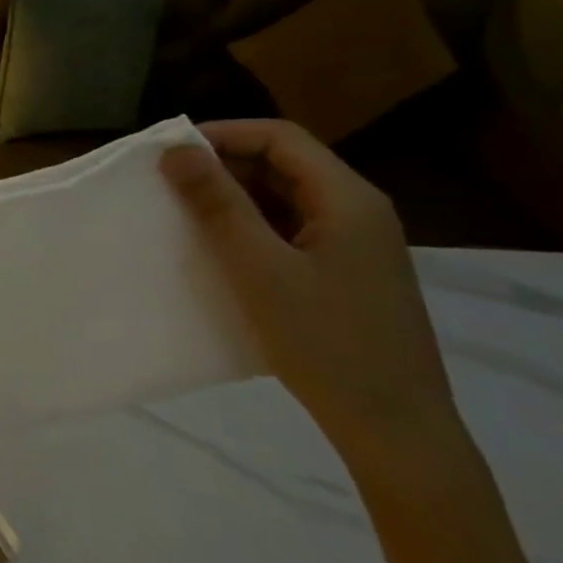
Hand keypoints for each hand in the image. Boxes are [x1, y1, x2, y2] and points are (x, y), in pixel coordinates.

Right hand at [160, 119, 465, 472]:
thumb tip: (177, 150)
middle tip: (168, 184)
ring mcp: (356, 244)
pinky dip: (251, 228)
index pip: (280, 137)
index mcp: (348, 199)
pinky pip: (291, 230)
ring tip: (184, 214)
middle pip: (284, 164)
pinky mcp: (346, 273)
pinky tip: (220, 250)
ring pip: (285, 198)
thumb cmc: (325, 341)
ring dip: (234, 198)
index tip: (169, 153)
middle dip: (223, 166)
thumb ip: (218, 204)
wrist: (395, 429)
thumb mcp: (259, 268)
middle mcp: (358, 211)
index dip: (222, 134)